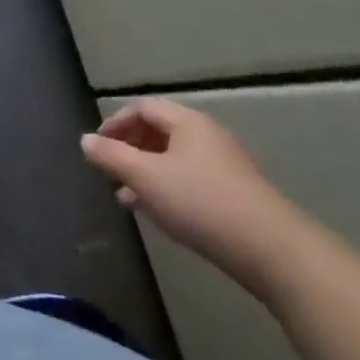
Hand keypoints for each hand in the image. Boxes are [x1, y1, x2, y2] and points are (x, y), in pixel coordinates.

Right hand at [82, 99, 307, 298]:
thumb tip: (85, 139)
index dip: (115, 122)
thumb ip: (111, 156)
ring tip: (126, 197)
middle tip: (109, 170)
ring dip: (146, 173)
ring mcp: (226, 166)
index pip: (143, 108)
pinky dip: (168, 188)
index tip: (97, 146)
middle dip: (130, 149)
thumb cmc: (201, 202)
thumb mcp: (145, 177)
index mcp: (187, 122)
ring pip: (174, 159)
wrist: (273, 251)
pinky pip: (191, 180)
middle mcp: (208, 136)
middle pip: (160, 131)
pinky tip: (159, 213)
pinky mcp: (237, 195)